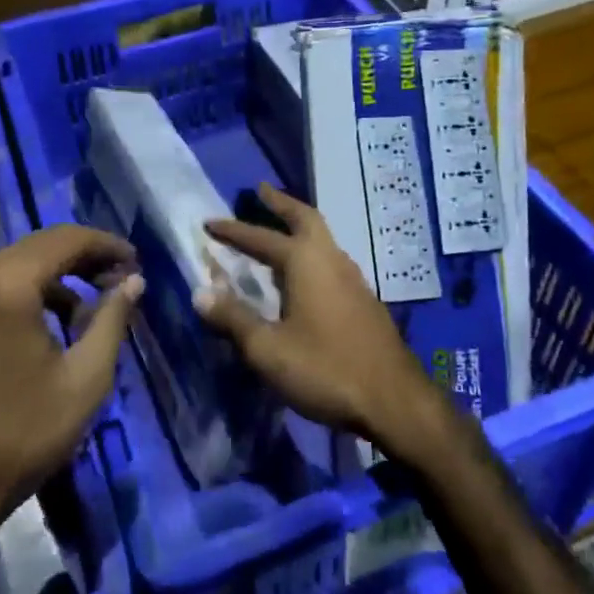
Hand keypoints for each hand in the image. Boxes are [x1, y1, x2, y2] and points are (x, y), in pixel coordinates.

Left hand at [0, 226, 142, 550]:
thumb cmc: (23, 434)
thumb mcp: (85, 378)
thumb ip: (112, 319)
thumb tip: (133, 281)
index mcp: (7, 284)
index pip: (66, 239)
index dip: (106, 245)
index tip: (135, 262)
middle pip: (37, 248)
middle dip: (82, 259)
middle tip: (117, 280)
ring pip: (11, 268)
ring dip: (52, 279)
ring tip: (84, 313)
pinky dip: (21, 295)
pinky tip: (41, 329)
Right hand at [197, 184, 447, 459]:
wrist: (393, 401)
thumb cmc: (325, 370)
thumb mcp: (268, 349)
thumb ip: (233, 318)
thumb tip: (200, 292)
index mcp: (306, 263)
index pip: (261, 238)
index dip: (233, 230)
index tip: (209, 222)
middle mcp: (332, 260)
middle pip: (306, 218)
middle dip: (281, 204)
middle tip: (261, 192)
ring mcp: (353, 279)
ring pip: (323, 240)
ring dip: (299, 228)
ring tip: (278, 232)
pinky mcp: (364, 301)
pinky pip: (331, 262)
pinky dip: (311, 254)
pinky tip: (303, 277)